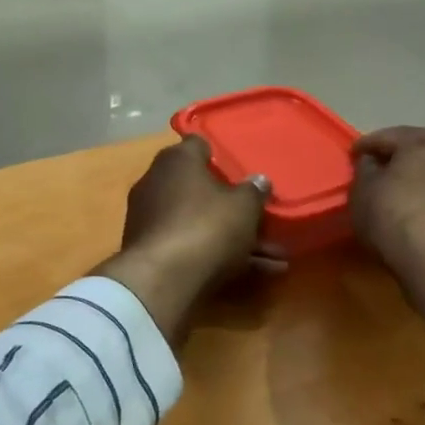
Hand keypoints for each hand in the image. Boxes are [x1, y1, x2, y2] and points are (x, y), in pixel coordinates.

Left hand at [94, 137, 282, 344]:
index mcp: (177, 161)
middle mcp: (157, 183)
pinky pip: (191, 246)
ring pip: (200, 223)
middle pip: (200, 189)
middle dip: (233, 206)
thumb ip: (254, 191)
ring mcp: (151, 219)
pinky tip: (254, 273)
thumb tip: (259, 180)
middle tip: (261, 218)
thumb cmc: (206, 226)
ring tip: (274, 257)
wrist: (161, 280)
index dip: (220, 156)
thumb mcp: (243, 206)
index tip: (240, 170)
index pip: (198, 145)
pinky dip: (218, 256)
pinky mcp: (150, 251)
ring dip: (234, 238)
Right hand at [351, 127, 424, 337]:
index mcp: (423, 140)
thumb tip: (373, 163)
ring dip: (415, 180)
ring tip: (395, 195)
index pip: (386, 137)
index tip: (352, 157)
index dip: (365, 146)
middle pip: (415, 151)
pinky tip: (413, 213)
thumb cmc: (394, 215)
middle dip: (395, 160)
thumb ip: (365, 170)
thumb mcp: (363, 190)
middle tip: (374, 172)